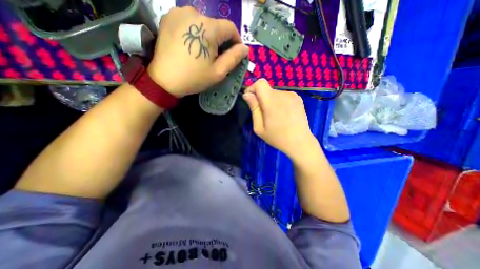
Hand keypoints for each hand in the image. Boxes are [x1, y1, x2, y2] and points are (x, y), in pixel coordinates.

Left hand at [148, 7, 249, 97]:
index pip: (231, 28)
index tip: (235, 53)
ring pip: (203, 23)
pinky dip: (195, 32)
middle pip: (216, 25)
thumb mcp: (219, 71)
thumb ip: (234, 58)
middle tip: (218, 57)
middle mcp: (194, 12)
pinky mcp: (168, 17)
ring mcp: (179, 12)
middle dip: (221, 40)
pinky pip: (189, 22)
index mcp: (209, 27)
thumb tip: (245, 48)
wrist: (164, 80)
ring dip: (208, 36)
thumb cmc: (194, 77)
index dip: (236, 41)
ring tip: (203, 52)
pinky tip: (191, 45)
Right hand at [245, 79, 317, 160]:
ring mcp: (292, 95)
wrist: (300, 142)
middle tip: (264, 115)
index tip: (250, 99)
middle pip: (267, 89)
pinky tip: (283, 114)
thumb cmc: (277, 138)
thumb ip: (254, 109)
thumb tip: (247, 94)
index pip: (260, 83)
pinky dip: (279, 102)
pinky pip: (283, 95)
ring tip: (275, 116)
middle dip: (261, 99)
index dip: (252, 88)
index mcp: (272, 102)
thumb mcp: (259, 127)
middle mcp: (283, 94)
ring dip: (270, 101)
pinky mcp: (298, 98)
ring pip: (274, 93)